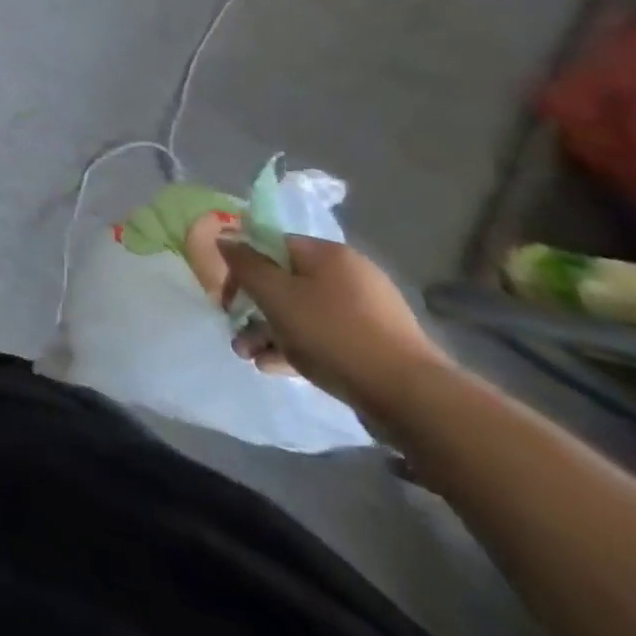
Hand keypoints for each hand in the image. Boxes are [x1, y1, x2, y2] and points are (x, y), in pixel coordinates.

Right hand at [218, 233, 453, 425]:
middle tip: (234, 328)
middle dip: (254, 307)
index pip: (273, 245)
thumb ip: (245, 264)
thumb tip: (224, 237)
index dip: (244, 265)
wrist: (411, 398)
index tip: (227, 293)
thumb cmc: (334, 333)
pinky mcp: (374, 347)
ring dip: (269, 331)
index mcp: (328, 254)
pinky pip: (323, 338)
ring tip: (246, 355)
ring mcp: (365, 314)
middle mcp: (349, 276)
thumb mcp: (276, 295)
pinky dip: (296, 348)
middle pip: (286, 282)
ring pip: (302, 314)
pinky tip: (272, 367)